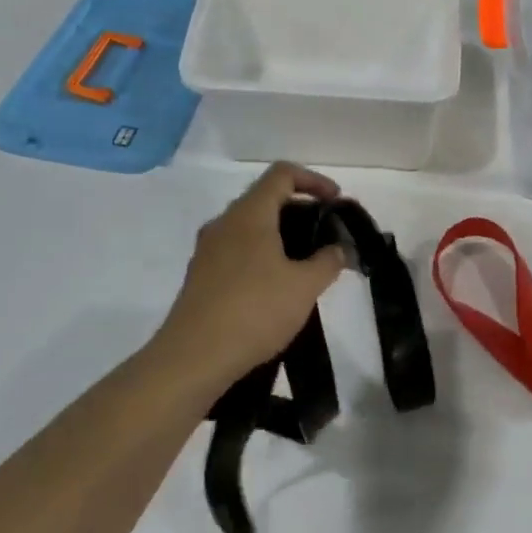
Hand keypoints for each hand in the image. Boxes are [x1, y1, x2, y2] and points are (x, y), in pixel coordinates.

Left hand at [149, 163, 349, 386]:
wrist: (193, 358)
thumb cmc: (254, 311)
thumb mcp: (305, 286)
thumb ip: (328, 261)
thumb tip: (339, 249)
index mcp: (249, 214)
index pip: (282, 174)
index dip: (314, 180)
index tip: (336, 201)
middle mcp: (225, 223)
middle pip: (266, 198)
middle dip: (300, 208)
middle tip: (327, 233)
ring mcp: (208, 250)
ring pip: (250, 225)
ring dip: (281, 233)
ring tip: (307, 262)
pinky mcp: (201, 275)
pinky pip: (237, 249)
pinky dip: (262, 253)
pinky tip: (278, 284)